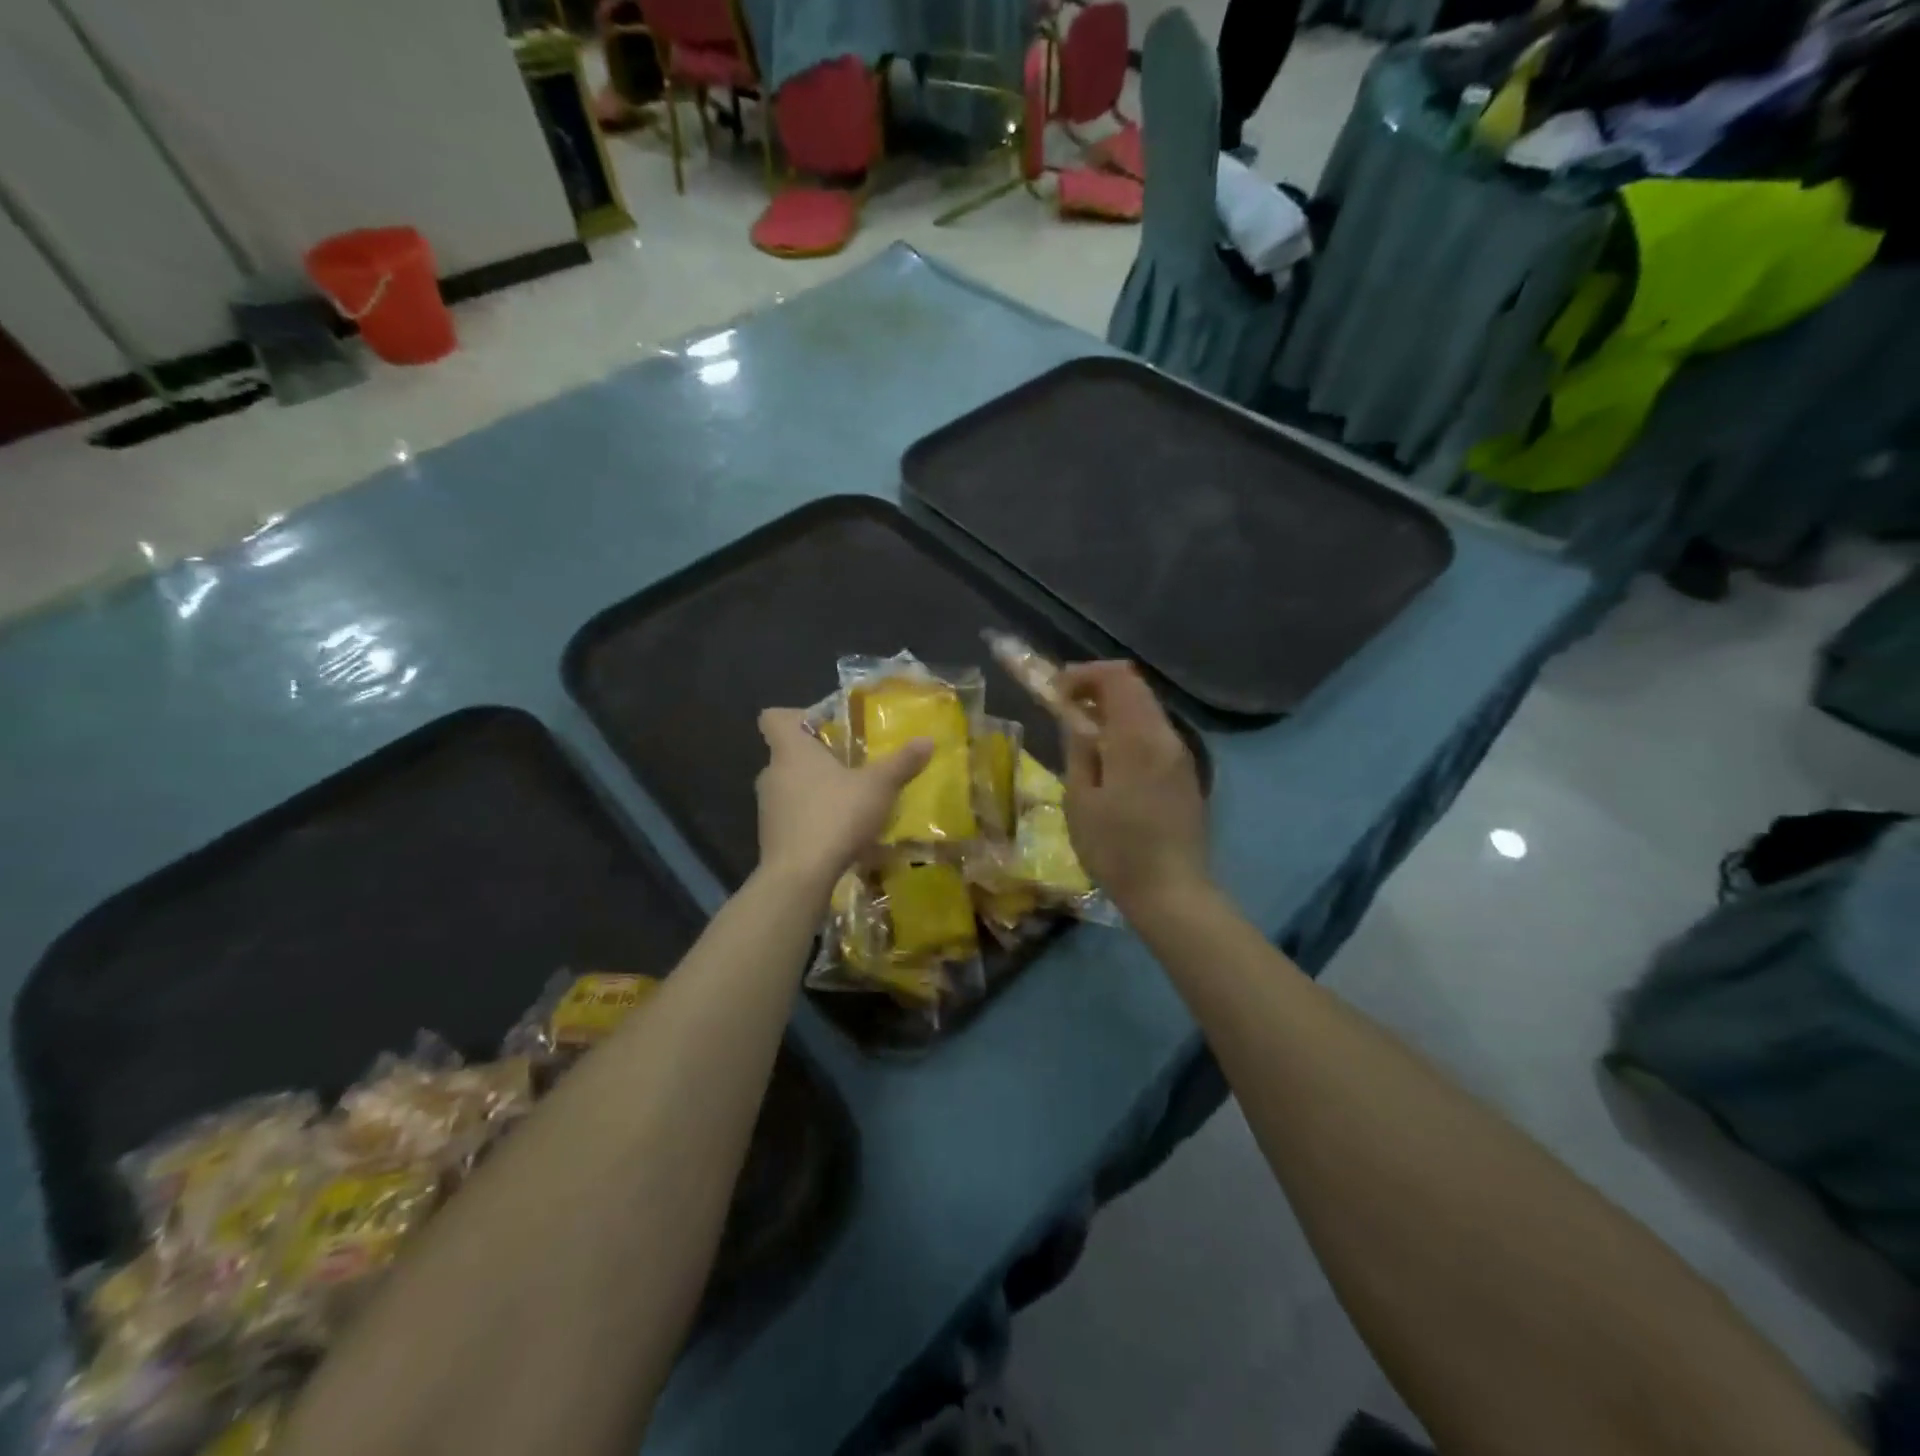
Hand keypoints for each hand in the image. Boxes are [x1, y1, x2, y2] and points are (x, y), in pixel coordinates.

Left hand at [755, 708, 931, 889]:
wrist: (800, 877)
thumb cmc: (835, 816)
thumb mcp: (878, 787)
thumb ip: (901, 763)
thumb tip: (927, 740)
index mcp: (791, 750)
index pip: (774, 717)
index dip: (798, 716)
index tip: (826, 727)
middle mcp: (772, 774)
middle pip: (789, 754)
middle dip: (819, 758)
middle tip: (852, 764)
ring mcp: (767, 808)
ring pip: (791, 787)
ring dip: (817, 791)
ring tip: (851, 801)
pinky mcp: (772, 837)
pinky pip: (794, 817)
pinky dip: (813, 819)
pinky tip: (841, 833)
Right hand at [1056, 661, 1208, 914]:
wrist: (1171, 891)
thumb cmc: (1116, 849)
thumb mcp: (1081, 799)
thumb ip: (1079, 749)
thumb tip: (1076, 717)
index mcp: (1139, 738)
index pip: (1118, 677)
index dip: (1085, 674)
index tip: (1057, 691)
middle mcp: (1166, 737)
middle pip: (1135, 688)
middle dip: (1098, 687)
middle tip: (1066, 706)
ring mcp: (1181, 756)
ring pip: (1147, 711)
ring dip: (1114, 709)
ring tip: (1083, 732)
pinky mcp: (1186, 775)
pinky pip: (1156, 735)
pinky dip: (1129, 730)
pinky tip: (1110, 758)